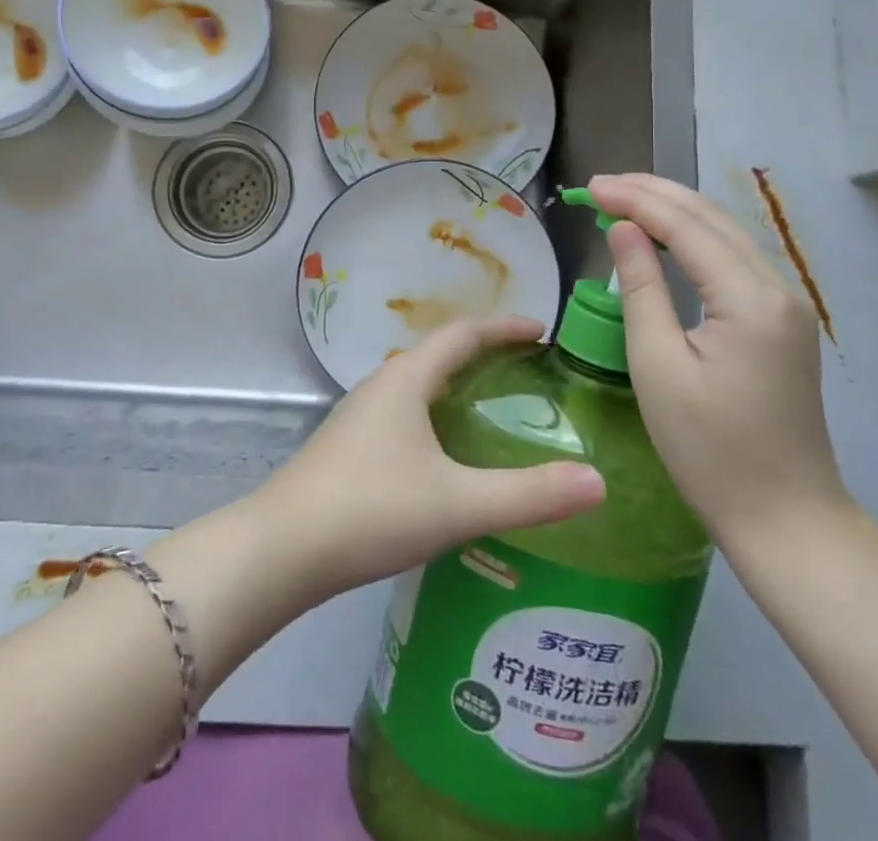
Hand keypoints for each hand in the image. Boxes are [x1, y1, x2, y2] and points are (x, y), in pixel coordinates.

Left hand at [252, 316, 606, 600]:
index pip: (462, 334)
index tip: (540, 329)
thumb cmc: (370, 509)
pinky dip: (435, 415)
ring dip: (455, 385)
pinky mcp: (348, 448)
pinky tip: (445, 456)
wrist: (280, 550)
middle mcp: (381, 386)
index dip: (503, 327)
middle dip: (483, 354)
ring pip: (417, 386)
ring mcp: (359, 417)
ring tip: (492, 408)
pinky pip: (403, 414)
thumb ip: (528, 495)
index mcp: (406, 379)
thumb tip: (597, 482)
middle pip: (438, 354)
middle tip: (527, 371)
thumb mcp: (456, 503)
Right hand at [588, 173, 848, 551]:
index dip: (635, 200)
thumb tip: (622, 230)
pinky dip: (693, 238)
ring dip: (674, 210)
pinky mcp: (781, 320)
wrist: (786, 518)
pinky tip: (664, 237)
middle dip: (654, 193)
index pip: (686, 226)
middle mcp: (777, 287)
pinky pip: (732, 259)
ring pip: (725, 233)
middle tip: (600, 186)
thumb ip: (641, 288)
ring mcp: (786, 303)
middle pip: (711, 218)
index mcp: (749, 298)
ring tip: (623, 199)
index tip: (590, 188)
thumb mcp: (659, 366)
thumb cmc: (710, 449)